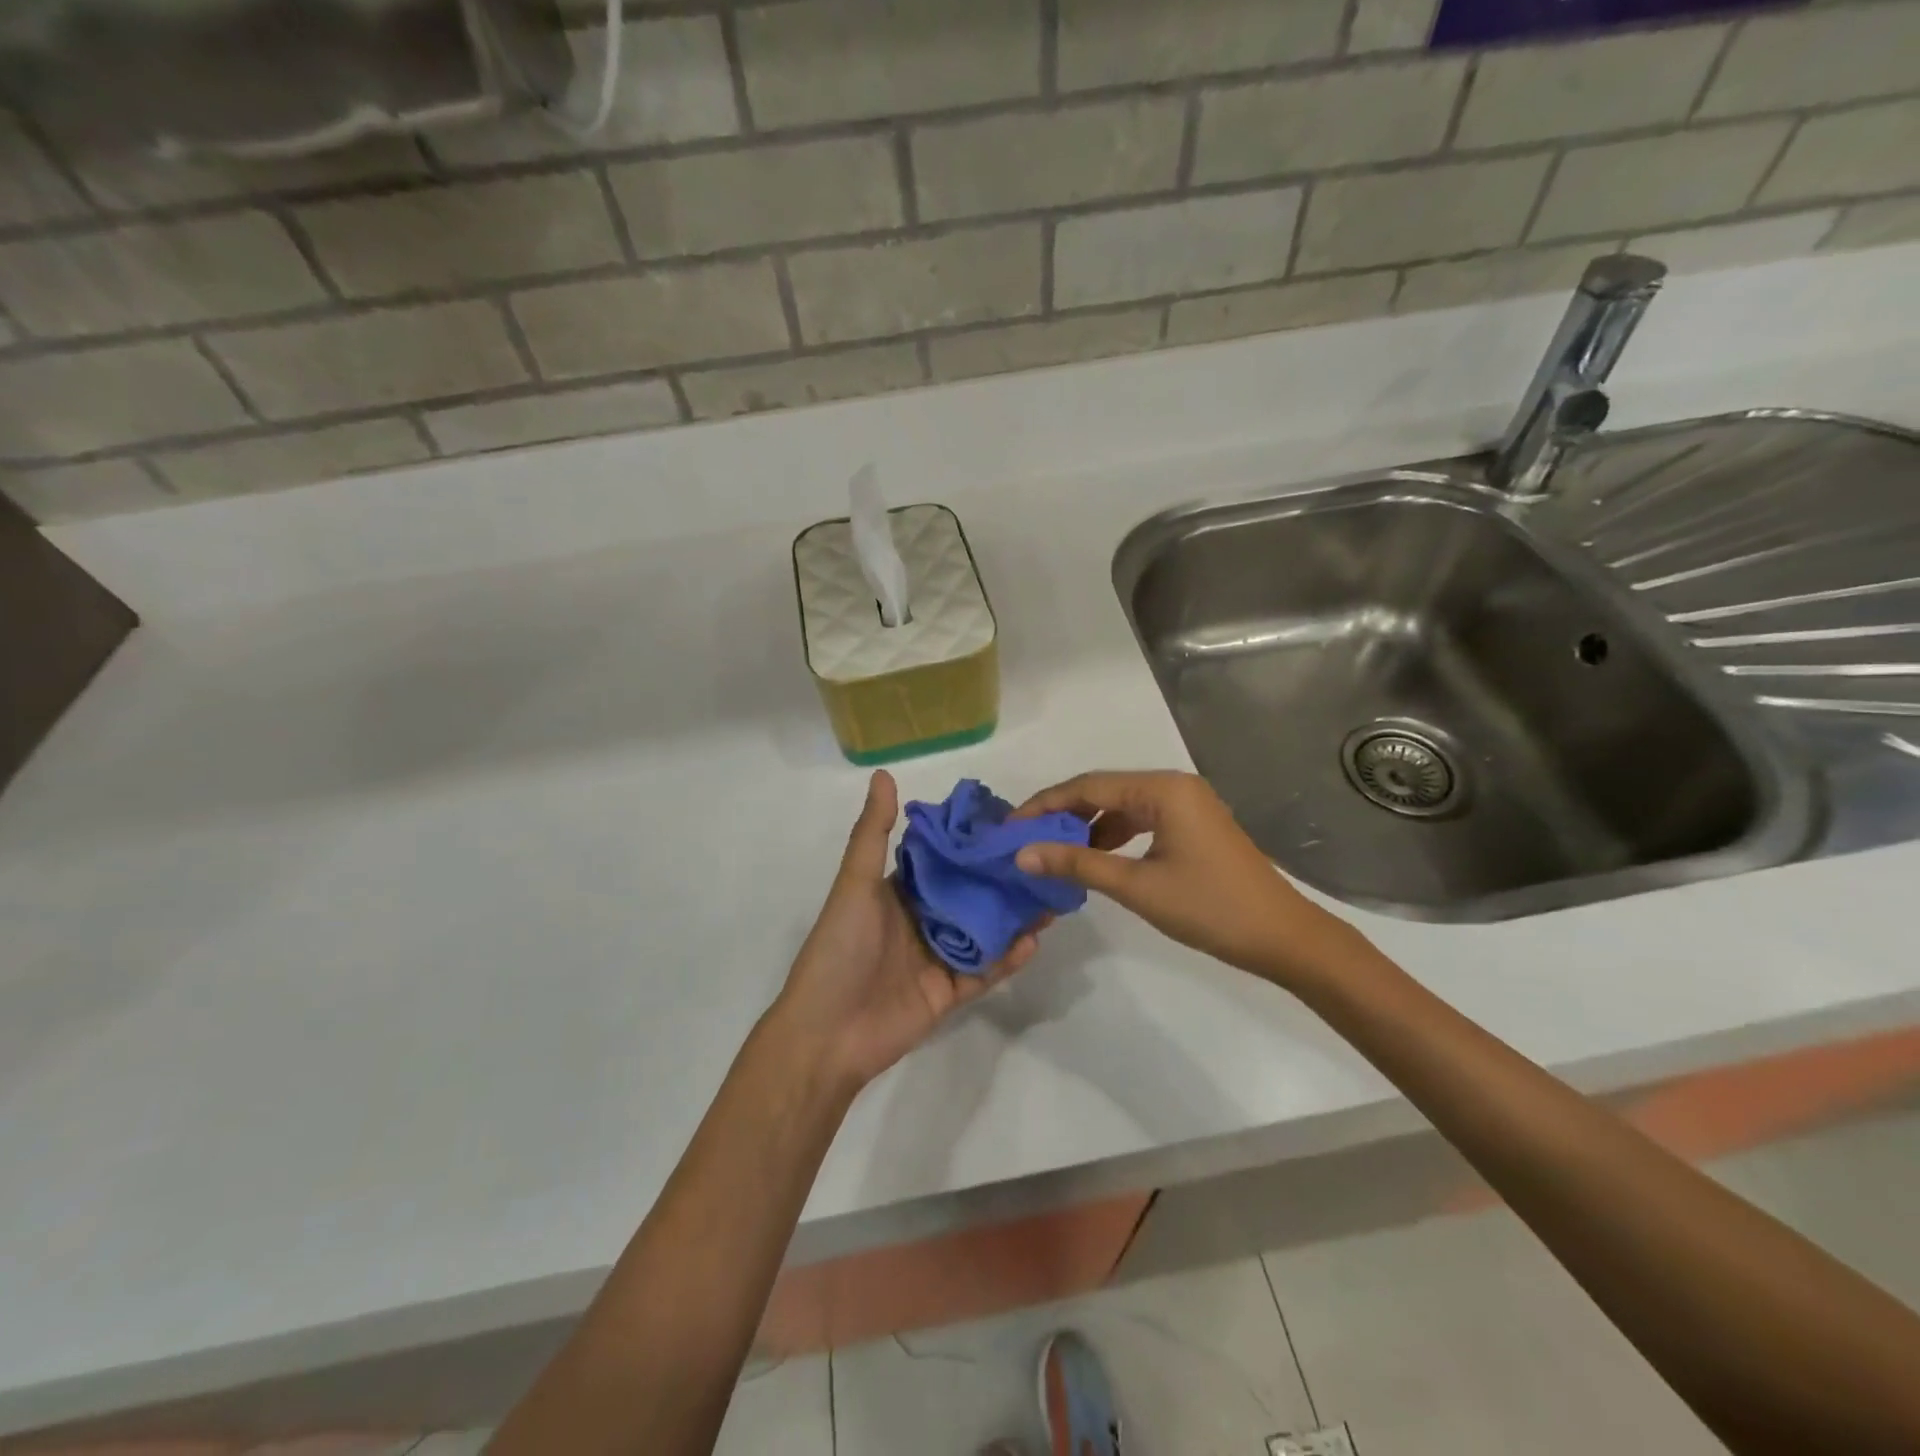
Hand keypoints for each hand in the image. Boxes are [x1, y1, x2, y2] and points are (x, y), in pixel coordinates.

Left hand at [773, 770, 1044, 1089]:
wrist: (826, 1033)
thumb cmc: (840, 948)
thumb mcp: (855, 884)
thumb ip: (873, 832)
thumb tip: (884, 773)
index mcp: (899, 890)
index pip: (943, 858)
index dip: (972, 841)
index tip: (1011, 821)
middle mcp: (921, 918)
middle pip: (970, 894)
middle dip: (1003, 879)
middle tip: (1044, 858)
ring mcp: (937, 957)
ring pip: (985, 931)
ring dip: (1014, 916)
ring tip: (1052, 896)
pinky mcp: (949, 992)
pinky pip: (985, 971)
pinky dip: (1008, 958)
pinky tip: (1035, 940)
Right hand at [1013, 770, 1353, 988]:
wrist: (1284, 938)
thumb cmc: (1210, 908)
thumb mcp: (1137, 886)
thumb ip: (1077, 865)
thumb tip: (1022, 854)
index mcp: (1162, 789)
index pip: (1087, 786)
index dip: (1044, 805)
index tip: (1009, 827)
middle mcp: (1173, 785)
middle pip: (1103, 791)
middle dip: (1062, 814)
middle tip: (1025, 839)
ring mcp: (1187, 804)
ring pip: (1121, 807)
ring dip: (1087, 827)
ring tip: (1054, 853)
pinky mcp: (1193, 826)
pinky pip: (1141, 821)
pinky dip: (1114, 837)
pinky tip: (1095, 860)